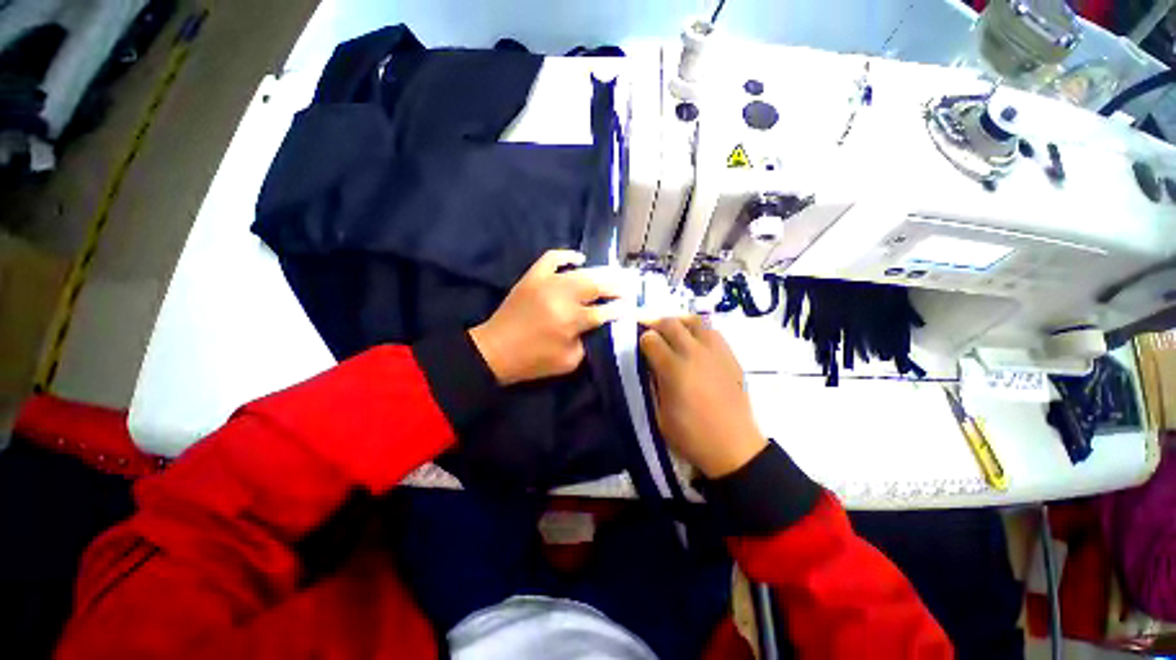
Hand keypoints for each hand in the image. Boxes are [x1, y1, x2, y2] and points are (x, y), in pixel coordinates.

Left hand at [471, 250, 625, 385]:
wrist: (495, 351)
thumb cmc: (533, 361)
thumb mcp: (569, 361)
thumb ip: (588, 342)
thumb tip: (597, 325)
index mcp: (571, 321)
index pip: (604, 312)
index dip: (620, 309)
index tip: (631, 306)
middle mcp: (561, 297)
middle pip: (597, 286)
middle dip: (617, 286)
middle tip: (630, 285)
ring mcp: (546, 283)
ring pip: (580, 272)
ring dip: (600, 272)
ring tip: (614, 274)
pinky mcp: (532, 277)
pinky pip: (551, 258)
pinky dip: (567, 256)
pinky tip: (579, 259)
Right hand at [640, 316, 767, 478]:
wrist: (734, 447)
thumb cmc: (691, 435)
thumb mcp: (659, 415)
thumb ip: (652, 384)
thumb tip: (649, 365)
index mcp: (673, 369)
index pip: (651, 340)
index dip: (642, 340)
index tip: (641, 347)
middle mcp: (694, 354)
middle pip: (670, 323)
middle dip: (656, 324)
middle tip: (652, 333)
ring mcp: (715, 352)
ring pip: (694, 321)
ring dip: (679, 323)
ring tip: (674, 333)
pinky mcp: (731, 357)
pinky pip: (713, 332)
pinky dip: (700, 331)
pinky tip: (696, 344)